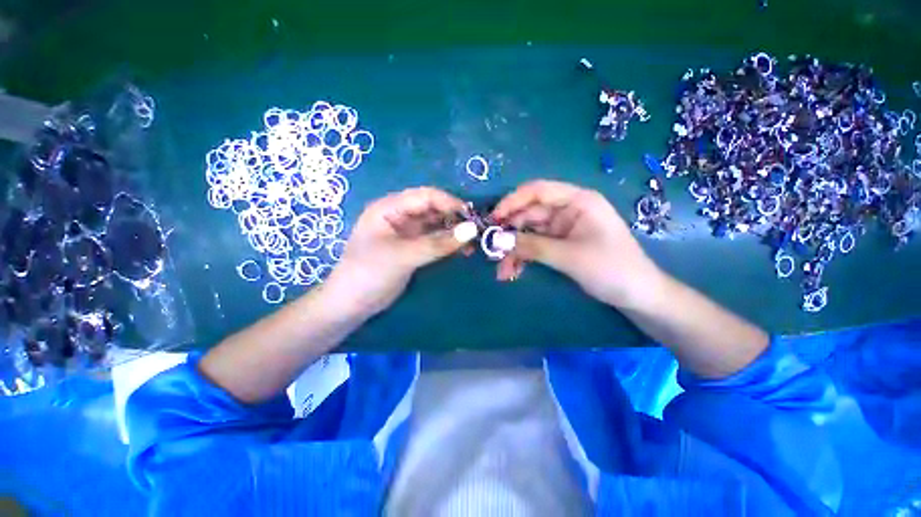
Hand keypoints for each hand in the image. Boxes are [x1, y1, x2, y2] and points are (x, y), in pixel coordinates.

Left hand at [326, 187, 466, 314]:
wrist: (351, 304)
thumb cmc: (370, 273)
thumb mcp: (404, 256)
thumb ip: (438, 243)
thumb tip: (472, 230)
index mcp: (389, 208)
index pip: (425, 196)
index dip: (450, 203)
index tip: (472, 217)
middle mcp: (399, 216)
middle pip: (433, 209)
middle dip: (455, 218)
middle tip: (476, 232)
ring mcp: (406, 233)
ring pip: (436, 225)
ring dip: (454, 232)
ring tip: (472, 243)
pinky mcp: (412, 248)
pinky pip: (434, 240)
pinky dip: (448, 243)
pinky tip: (461, 250)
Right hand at [492, 180, 662, 308]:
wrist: (637, 296)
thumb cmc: (612, 269)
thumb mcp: (570, 257)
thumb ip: (533, 246)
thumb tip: (498, 241)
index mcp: (577, 201)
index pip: (538, 191)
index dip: (512, 202)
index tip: (493, 219)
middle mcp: (567, 210)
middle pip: (529, 214)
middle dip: (510, 234)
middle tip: (491, 251)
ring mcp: (562, 228)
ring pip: (528, 233)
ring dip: (513, 250)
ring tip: (502, 271)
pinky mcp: (559, 244)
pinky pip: (534, 246)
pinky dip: (523, 257)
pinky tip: (513, 272)